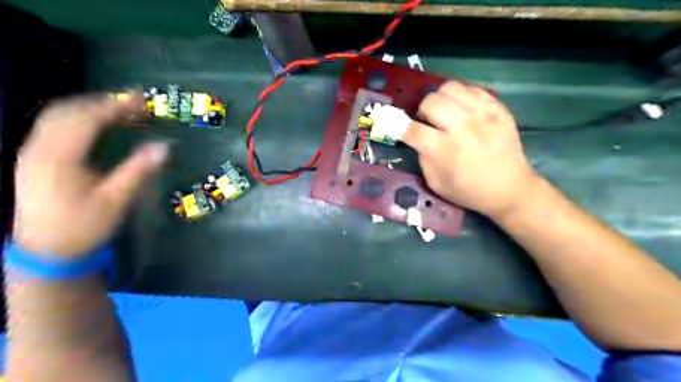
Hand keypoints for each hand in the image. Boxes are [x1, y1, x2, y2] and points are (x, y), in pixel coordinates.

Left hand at [12, 93, 166, 257]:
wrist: (47, 252)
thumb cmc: (84, 226)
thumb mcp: (116, 200)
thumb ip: (139, 169)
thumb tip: (165, 146)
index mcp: (59, 158)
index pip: (87, 119)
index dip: (115, 105)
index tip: (141, 99)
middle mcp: (40, 149)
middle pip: (68, 111)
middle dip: (102, 101)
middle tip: (134, 102)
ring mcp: (33, 153)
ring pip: (58, 117)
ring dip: (90, 108)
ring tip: (121, 109)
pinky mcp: (34, 160)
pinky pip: (54, 127)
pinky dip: (79, 119)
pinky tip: (97, 125)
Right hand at [400, 81, 540, 216]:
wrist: (510, 188)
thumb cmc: (469, 191)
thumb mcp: (435, 183)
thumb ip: (422, 157)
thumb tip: (417, 137)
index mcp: (445, 150)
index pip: (413, 129)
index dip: (401, 128)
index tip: (401, 129)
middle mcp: (463, 127)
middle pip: (430, 102)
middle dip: (421, 111)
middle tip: (427, 122)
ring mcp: (483, 114)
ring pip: (449, 88)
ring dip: (440, 100)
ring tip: (444, 113)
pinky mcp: (498, 108)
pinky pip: (471, 88)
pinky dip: (460, 97)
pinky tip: (462, 110)